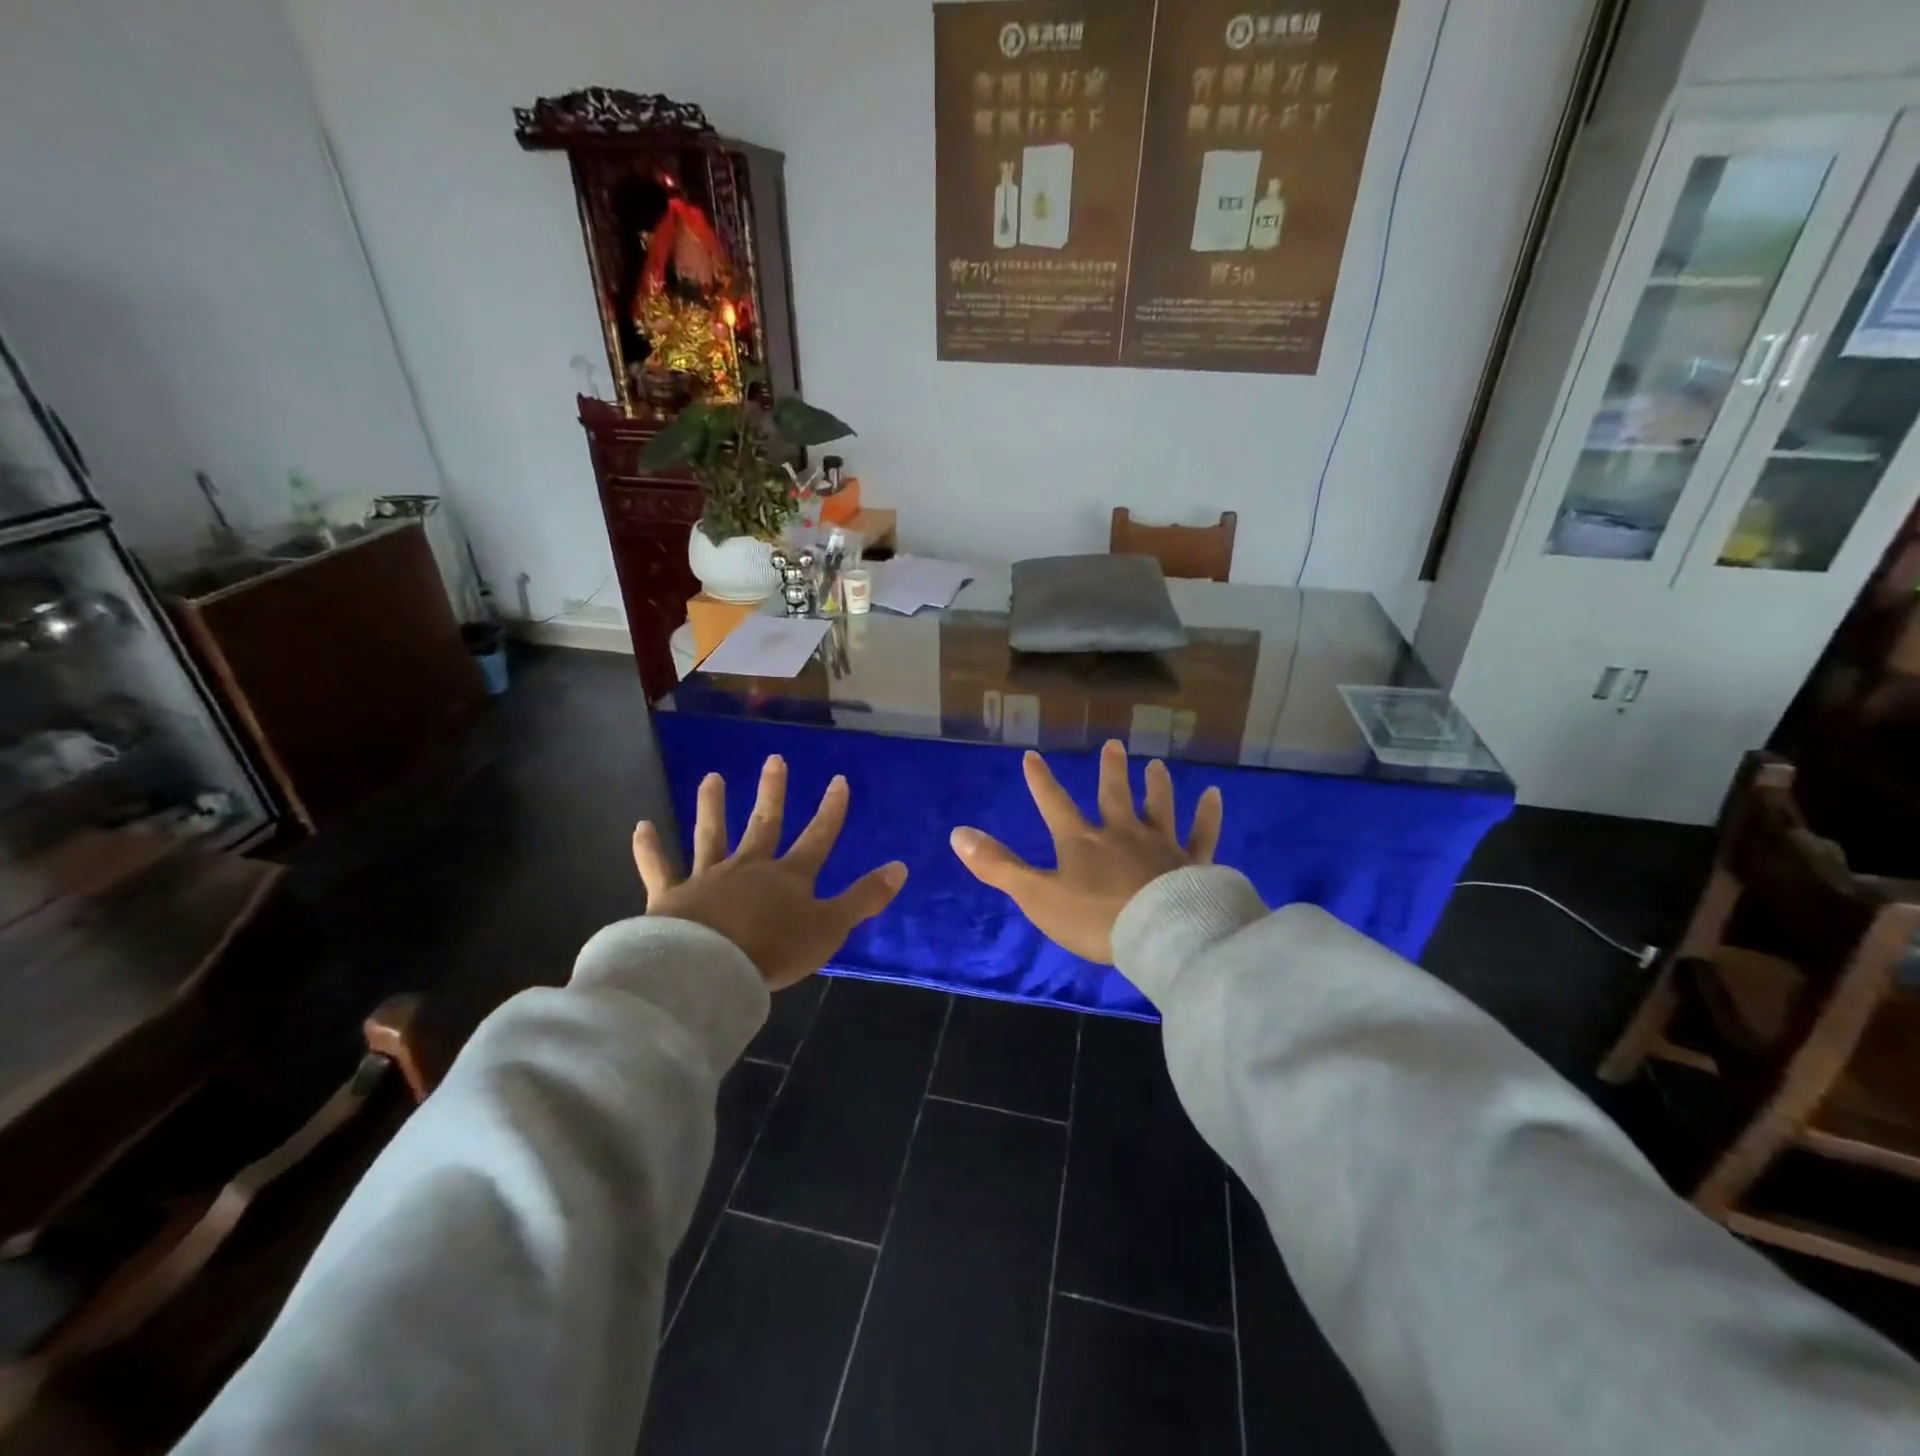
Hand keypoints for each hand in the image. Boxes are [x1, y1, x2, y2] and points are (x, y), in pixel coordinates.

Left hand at [631, 755, 907, 991]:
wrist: (709, 967)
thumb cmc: (774, 949)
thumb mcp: (831, 927)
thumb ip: (864, 898)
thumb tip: (901, 867)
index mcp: (789, 877)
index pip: (818, 836)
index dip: (831, 810)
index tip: (838, 780)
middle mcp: (750, 867)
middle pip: (764, 824)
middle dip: (773, 792)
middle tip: (774, 759)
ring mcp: (708, 877)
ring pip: (711, 834)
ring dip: (712, 805)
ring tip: (711, 777)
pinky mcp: (671, 895)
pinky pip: (659, 867)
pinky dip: (649, 848)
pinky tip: (641, 827)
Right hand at [949, 740, 1222, 964]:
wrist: (1160, 936)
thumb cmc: (1094, 919)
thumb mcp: (1037, 896)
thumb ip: (998, 866)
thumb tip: (957, 833)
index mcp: (1082, 841)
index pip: (1054, 804)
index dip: (1040, 781)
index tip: (1031, 755)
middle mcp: (1122, 833)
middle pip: (1114, 795)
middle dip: (1110, 771)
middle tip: (1113, 745)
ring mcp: (1160, 845)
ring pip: (1158, 807)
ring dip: (1156, 785)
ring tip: (1155, 764)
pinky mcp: (1192, 862)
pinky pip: (1202, 834)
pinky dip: (1208, 814)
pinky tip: (1214, 795)